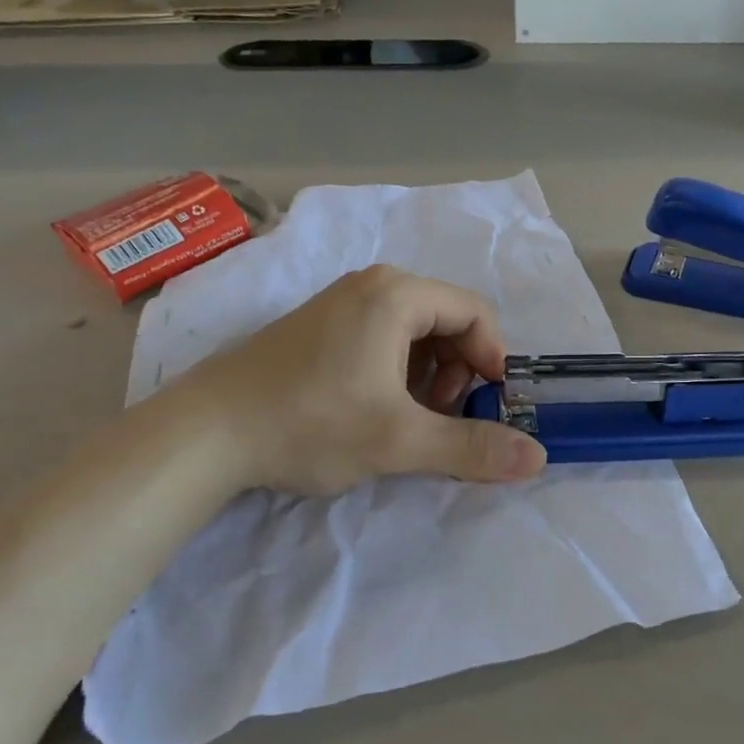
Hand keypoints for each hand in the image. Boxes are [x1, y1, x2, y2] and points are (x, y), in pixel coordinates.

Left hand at [172, 266, 546, 495]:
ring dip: (429, 376)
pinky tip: (375, 410)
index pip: (476, 314)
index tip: (488, 409)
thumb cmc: (310, 423)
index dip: (493, 362)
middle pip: (447, 321)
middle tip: (439, 418)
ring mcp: (342, 303)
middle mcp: (373, 285)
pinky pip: (383, 338)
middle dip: (457, 372)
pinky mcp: (320, 326)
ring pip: (415, 333)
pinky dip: (397, 372)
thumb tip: (539, 457)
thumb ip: (471, 447)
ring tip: (407, 420)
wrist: (204, 433)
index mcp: (397, 294)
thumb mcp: (398, 440)